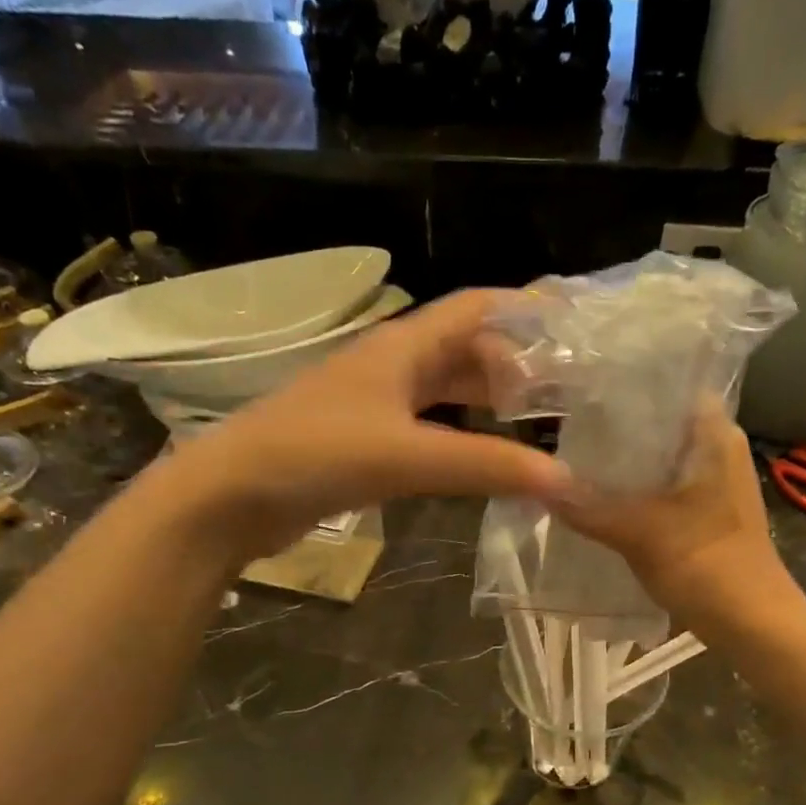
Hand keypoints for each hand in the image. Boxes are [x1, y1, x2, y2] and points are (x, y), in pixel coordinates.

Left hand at [160, 290, 571, 563]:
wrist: (232, 496)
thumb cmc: (315, 454)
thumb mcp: (406, 454)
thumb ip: (485, 465)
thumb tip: (565, 480)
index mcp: (402, 347)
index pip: (475, 308)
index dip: (524, 308)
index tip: (573, 325)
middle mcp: (392, 366)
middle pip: (466, 350)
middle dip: (516, 364)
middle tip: (567, 392)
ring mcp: (376, 405)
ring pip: (446, 391)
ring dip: (488, 401)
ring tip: (538, 424)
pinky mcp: (365, 442)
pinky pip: (428, 427)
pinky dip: (461, 436)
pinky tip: (483, 457)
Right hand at [551, 400, 794, 632]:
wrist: (753, 623)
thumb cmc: (709, 566)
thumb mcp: (641, 533)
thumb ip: (589, 507)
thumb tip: (538, 485)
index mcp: (715, 435)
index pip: (671, 384)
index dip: (628, 384)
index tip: (584, 389)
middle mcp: (717, 449)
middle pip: (659, 423)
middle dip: (615, 427)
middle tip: (567, 426)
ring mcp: (712, 482)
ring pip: (658, 458)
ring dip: (622, 462)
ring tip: (573, 457)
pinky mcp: (703, 511)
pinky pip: (660, 487)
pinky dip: (633, 489)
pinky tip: (598, 497)